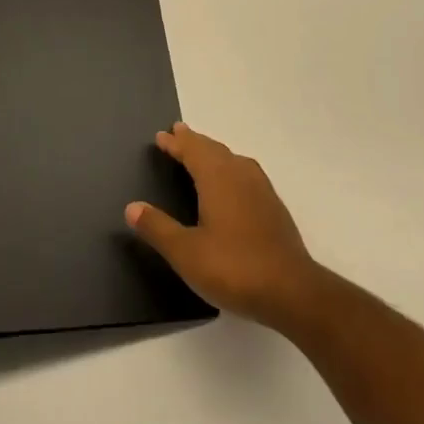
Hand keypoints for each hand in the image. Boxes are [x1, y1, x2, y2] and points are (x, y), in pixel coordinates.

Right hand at [125, 122, 320, 331]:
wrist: (291, 290)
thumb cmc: (233, 267)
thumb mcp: (186, 253)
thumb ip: (158, 228)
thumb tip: (132, 207)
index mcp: (218, 178)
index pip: (193, 150)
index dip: (176, 143)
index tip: (161, 136)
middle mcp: (240, 174)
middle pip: (213, 149)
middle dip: (194, 141)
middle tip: (178, 133)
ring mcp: (261, 189)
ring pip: (232, 159)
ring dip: (213, 152)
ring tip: (201, 152)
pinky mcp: (273, 207)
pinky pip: (245, 173)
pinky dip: (229, 167)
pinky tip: (232, 183)